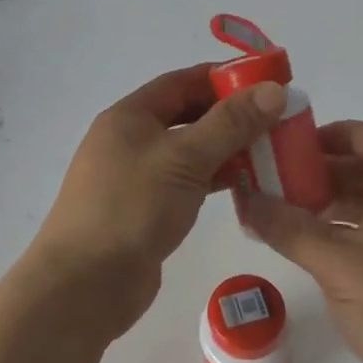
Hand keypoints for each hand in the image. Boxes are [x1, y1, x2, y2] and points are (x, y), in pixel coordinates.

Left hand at [26, 65, 288, 345]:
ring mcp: (136, 177)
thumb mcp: (185, 158)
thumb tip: (274, 89)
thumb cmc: (132, 207)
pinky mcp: (145, 210)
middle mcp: (130, 140)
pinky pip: (186, 183)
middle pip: (187, 116)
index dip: (224, 78)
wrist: (85, 284)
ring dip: (226, 150)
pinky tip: (246, 186)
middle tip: (277, 120)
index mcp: (129, 116)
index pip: (182, 82)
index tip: (267, 82)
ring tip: (271, 152)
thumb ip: (231, 123)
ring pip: (189, 152)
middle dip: (230, 116)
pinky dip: (214, 180)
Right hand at [241, 120, 362, 362]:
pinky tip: (316, 253)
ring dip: (333, 203)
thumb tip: (247, 199)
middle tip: (284, 180)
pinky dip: (344, 234)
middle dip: (328, 169)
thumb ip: (291, 231)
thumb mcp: (339, 267)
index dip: (343, 132)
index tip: (302, 144)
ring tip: (290, 214)